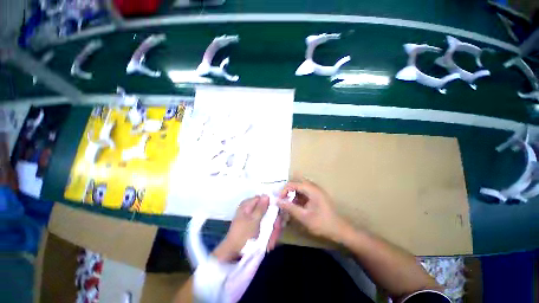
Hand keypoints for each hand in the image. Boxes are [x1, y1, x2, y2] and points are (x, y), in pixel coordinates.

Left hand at [212, 195, 281, 261]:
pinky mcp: (255, 228)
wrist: (233, 255)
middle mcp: (250, 209)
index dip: (272, 204)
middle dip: (274, 220)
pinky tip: (269, 243)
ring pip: (268, 219)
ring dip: (272, 230)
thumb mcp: (253, 220)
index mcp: (247, 205)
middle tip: (277, 229)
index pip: (263, 198)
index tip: (279, 213)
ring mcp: (253, 219)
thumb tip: (267, 195)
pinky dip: (268, 235)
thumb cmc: (242, 235)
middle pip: (267, 210)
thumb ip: (261, 208)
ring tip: (271, 242)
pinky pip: (265, 227)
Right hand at [277, 178, 349, 242]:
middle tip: (282, 200)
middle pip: (296, 184)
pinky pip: (305, 193)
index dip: (284, 190)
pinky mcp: (317, 196)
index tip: (279, 200)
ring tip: (288, 204)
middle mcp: (314, 187)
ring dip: (293, 195)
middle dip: (288, 191)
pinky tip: (296, 206)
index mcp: (311, 189)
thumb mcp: (303, 216)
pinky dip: (298, 198)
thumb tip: (277, 201)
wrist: (339, 230)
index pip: (293, 184)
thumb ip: (289, 207)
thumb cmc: (322, 223)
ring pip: (300, 188)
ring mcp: (316, 191)